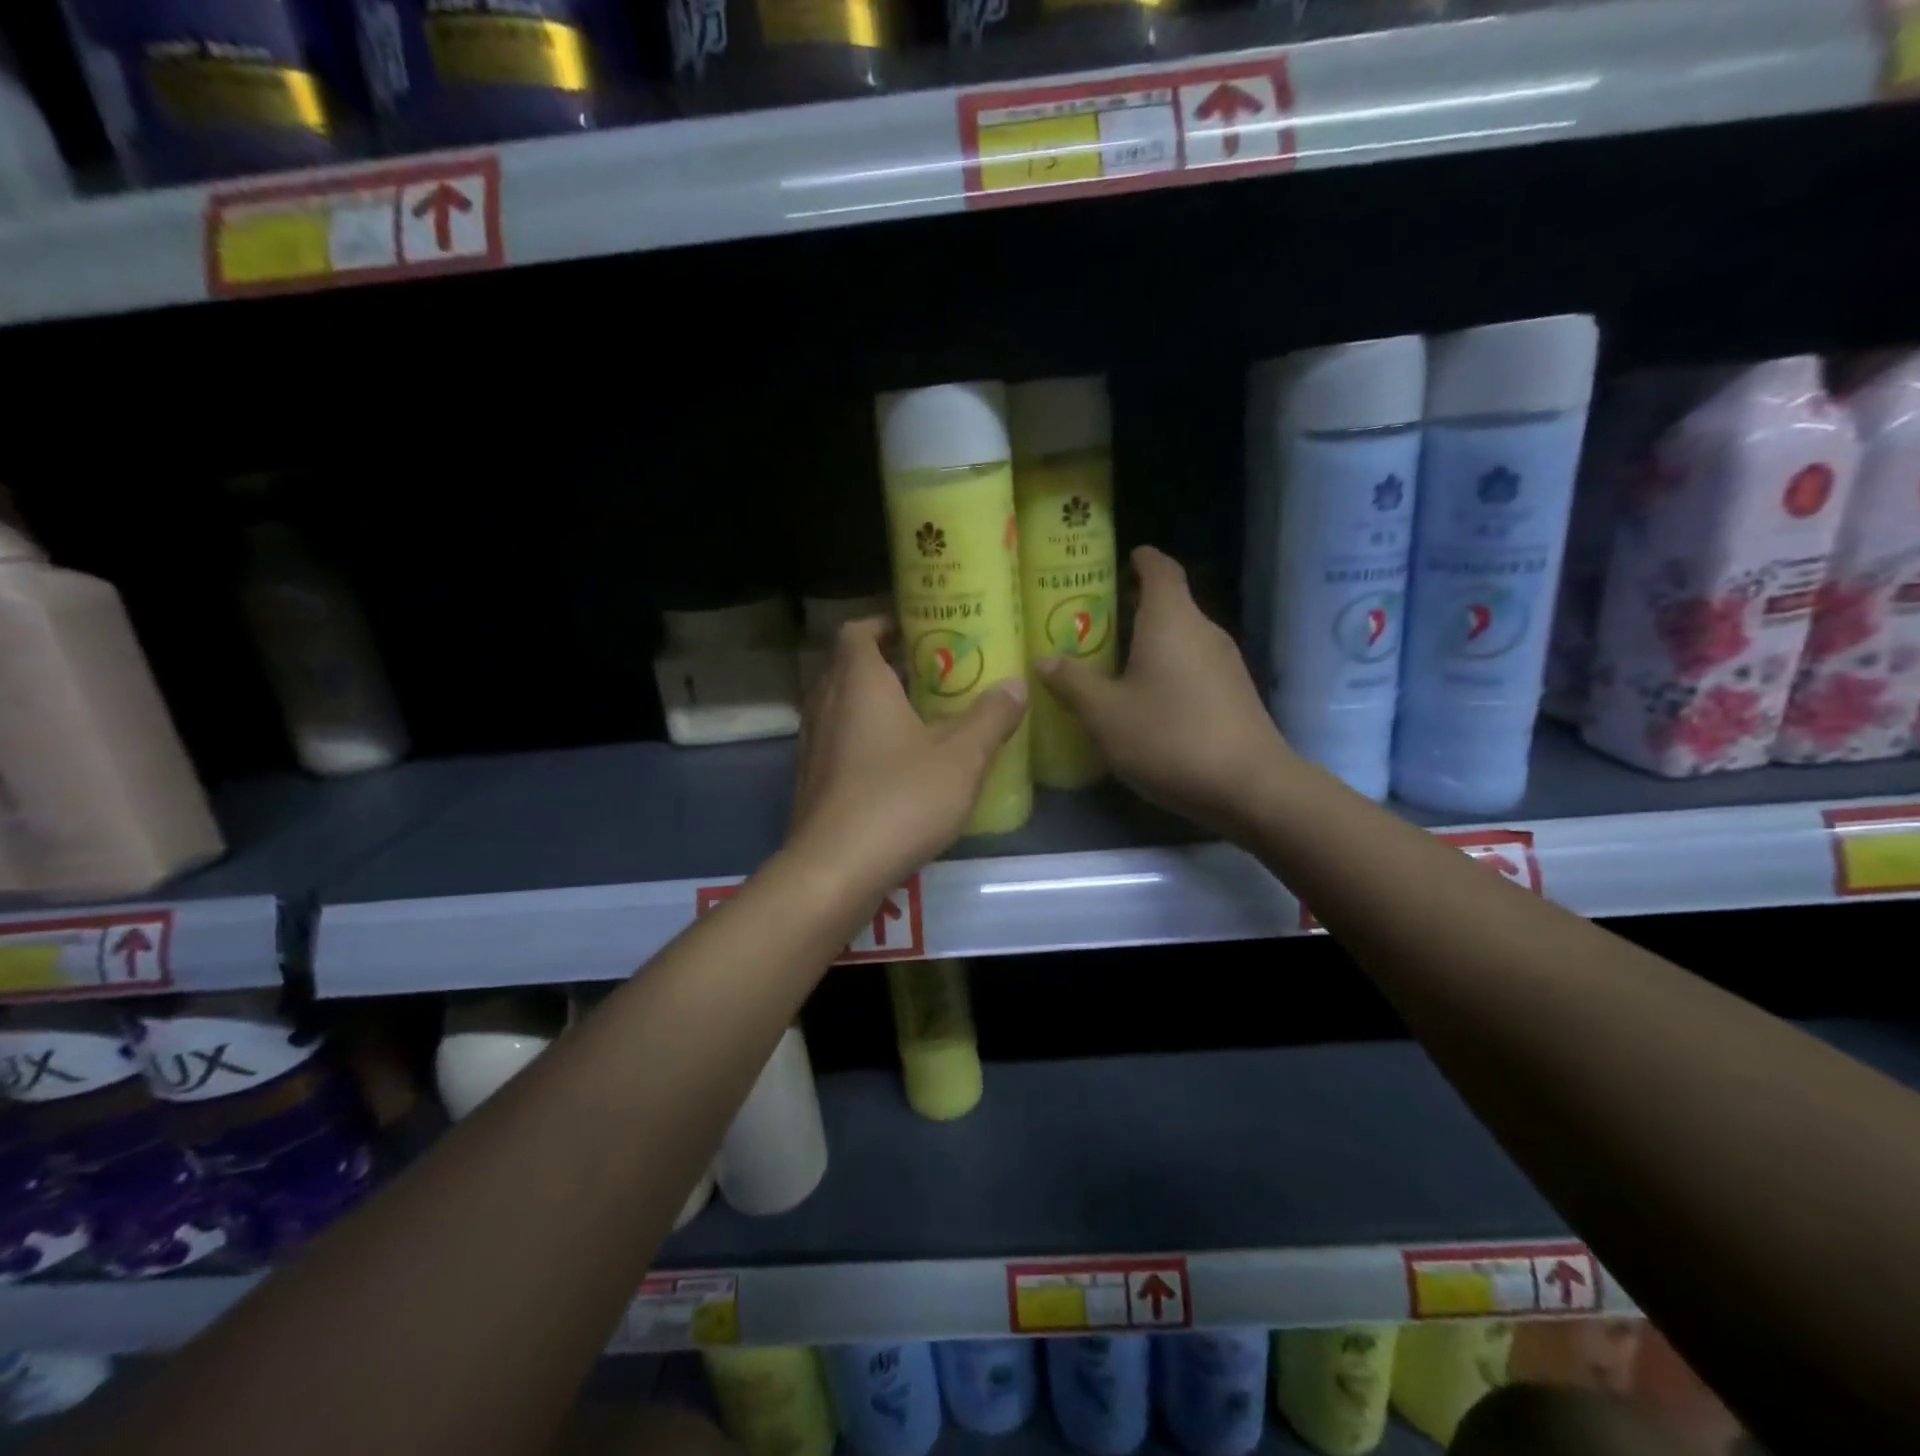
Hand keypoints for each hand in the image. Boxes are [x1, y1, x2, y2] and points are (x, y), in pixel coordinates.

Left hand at [787, 619, 1027, 894]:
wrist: (835, 870)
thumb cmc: (899, 800)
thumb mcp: (961, 758)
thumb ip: (990, 717)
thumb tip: (1016, 683)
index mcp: (858, 683)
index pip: (858, 631)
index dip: (885, 623)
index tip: (920, 629)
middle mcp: (826, 705)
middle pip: (849, 666)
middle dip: (889, 663)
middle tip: (934, 671)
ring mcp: (814, 744)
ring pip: (843, 705)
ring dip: (876, 702)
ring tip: (923, 714)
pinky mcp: (812, 780)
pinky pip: (839, 740)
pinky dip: (865, 736)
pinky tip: (900, 763)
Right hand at [1038, 547, 1288, 838]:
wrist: (1250, 786)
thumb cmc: (1170, 737)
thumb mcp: (1106, 714)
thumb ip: (1073, 683)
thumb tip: (1045, 660)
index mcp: (1171, 620)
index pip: (1160, 569)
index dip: (1142, 559)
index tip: (1123, 558)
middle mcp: (1203, 630)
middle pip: (1170, 603)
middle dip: (1134, 605)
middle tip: (1094, 620)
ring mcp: (1225, 662)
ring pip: (1181, 637)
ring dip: (1149, 641)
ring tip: (1112, 660)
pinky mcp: (1234, 693)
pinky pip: (1193, 664)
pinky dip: (1167, 667)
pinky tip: (1146, 698)